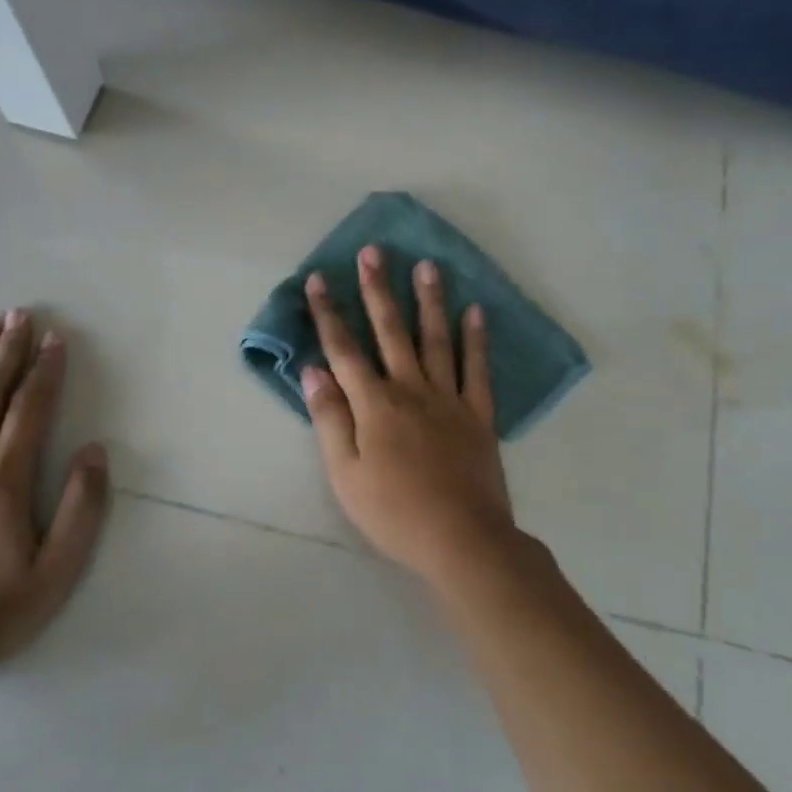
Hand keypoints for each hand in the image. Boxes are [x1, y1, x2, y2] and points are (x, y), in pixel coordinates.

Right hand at [301, 246, 516, 589]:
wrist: (461, 539)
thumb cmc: (393, 511)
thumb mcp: (345, 473)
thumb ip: (329, 418)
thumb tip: (313, 370)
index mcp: (374, 404)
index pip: (344, 349)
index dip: (328, 313)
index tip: (318, 279)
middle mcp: (410, 389)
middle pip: (390, 331)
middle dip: (378, 290)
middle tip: (373, 252)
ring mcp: (448, 398)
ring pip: (435, 339)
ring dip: (429, 300)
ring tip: (426, 265)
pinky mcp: (478, 414)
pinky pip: (477, 369)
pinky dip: (476, 339)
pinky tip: (475, 312)